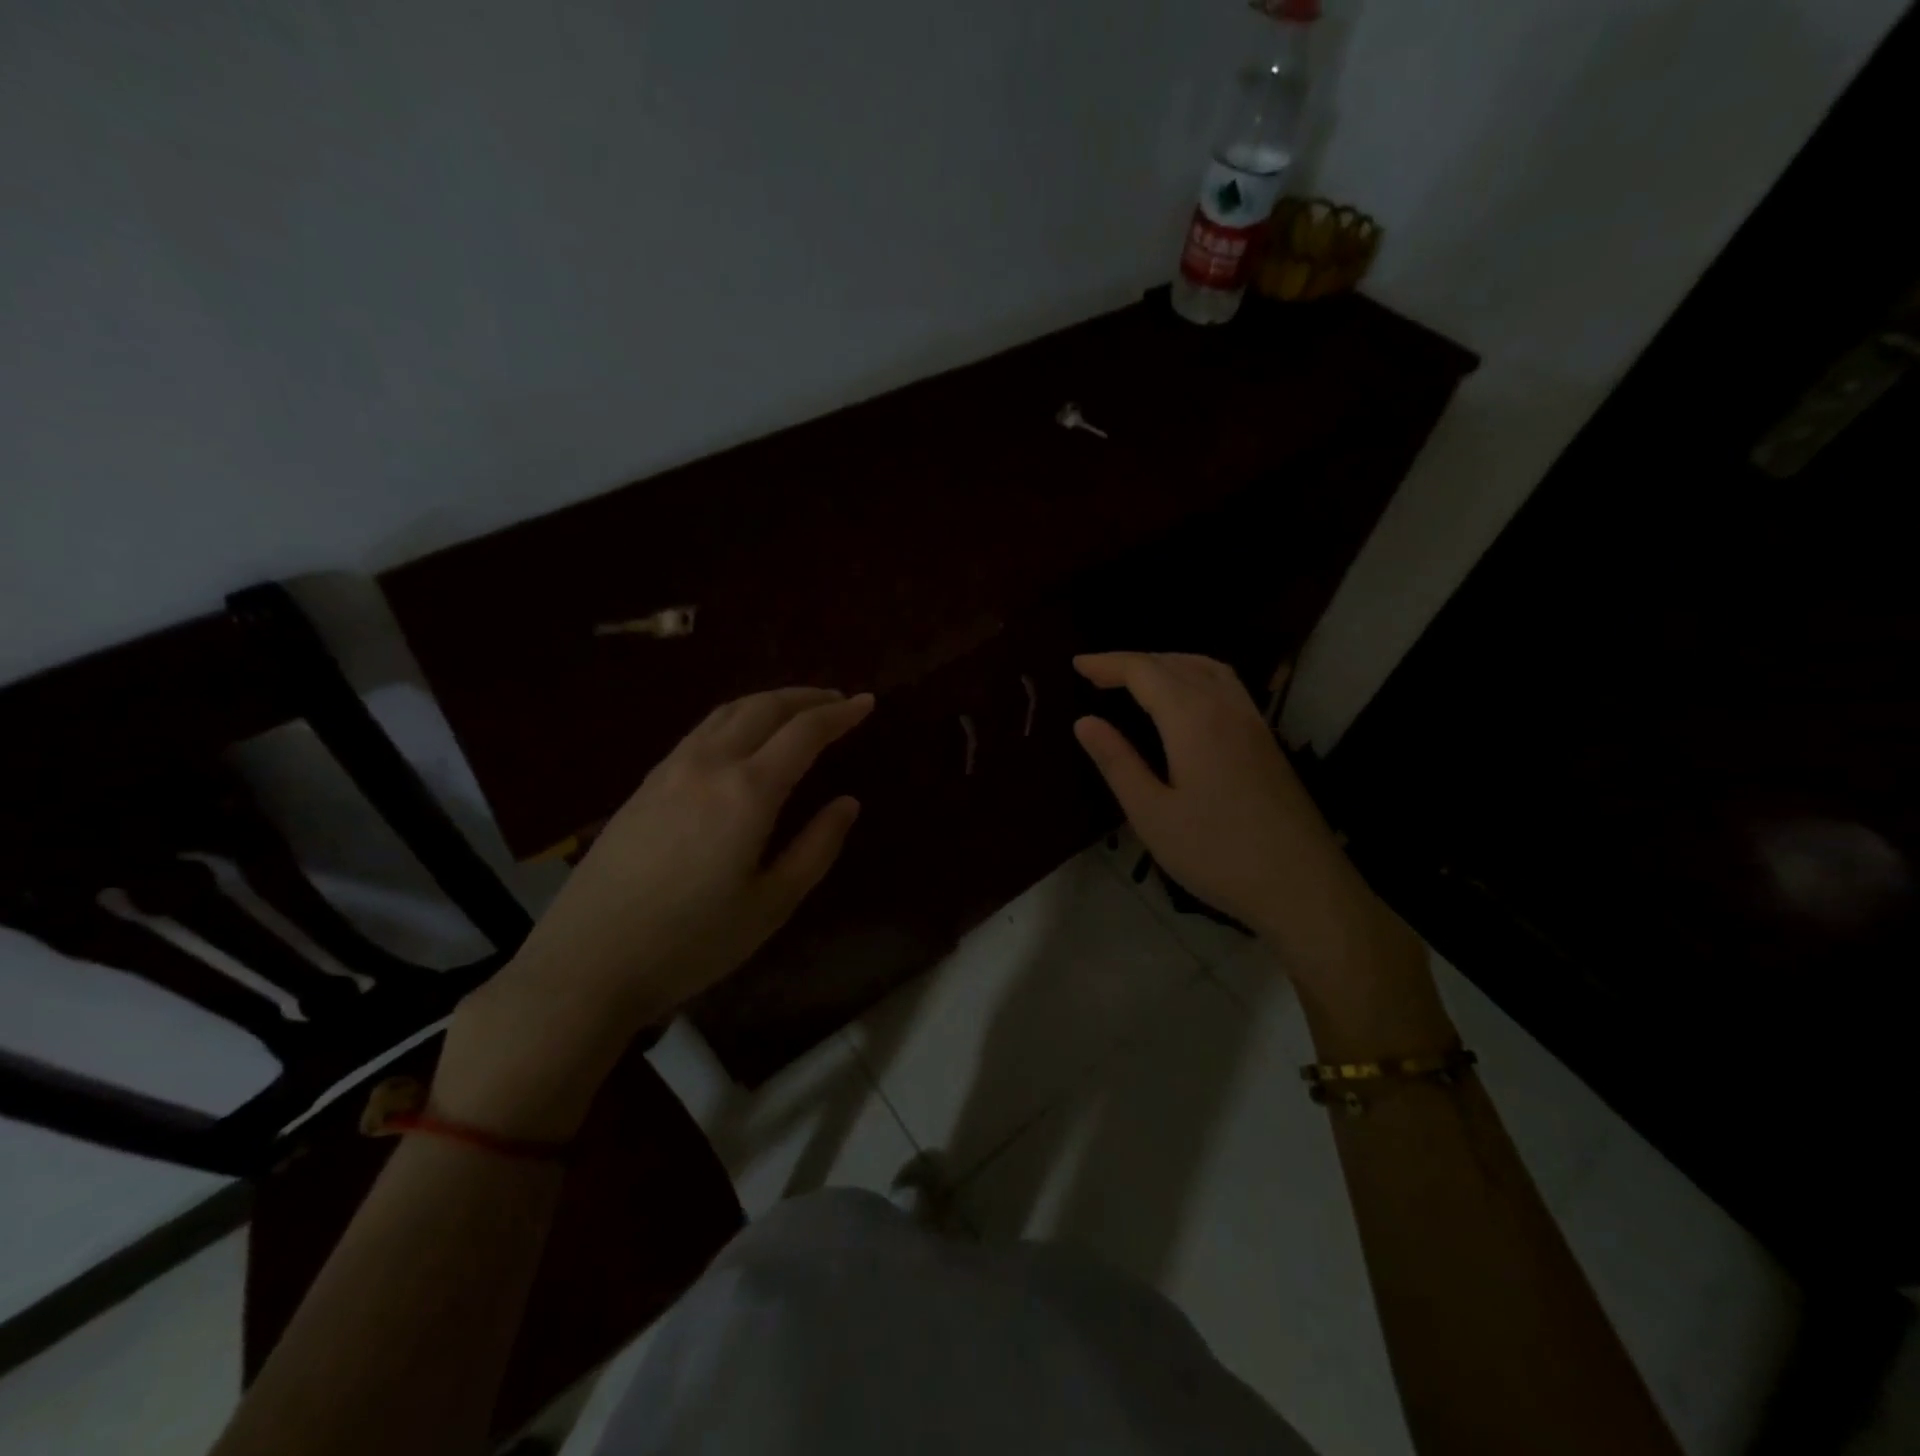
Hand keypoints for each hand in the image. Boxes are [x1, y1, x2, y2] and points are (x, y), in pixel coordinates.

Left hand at [435, 687, 872, 1139]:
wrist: (588, 963)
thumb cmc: (692, 942)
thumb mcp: (771, 904)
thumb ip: (816, 847)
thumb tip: (847, 802)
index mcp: (747, 791)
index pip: (804, 732)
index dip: (840, 713)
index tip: (867, 703)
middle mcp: (708, 764)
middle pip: (763, 707)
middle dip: (805, 697)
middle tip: (837, 700)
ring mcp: (669, 770)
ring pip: (727, 713)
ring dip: (768, 701)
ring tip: (796, 710)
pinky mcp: (644, 784)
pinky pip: (701, 731)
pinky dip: (736, 718)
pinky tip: (742, 738)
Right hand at [1072, 653, 1447, 1051]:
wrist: (1302, 885)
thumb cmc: (1217, 853)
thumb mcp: (1152, 814)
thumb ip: (1117, 762)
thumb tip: (1084, 722)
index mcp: (1193, 720)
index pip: (1144, 671)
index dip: (1108, 663)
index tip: (1076, 665)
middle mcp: (1226, 707)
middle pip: (1175, 663)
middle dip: (1133, 661)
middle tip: (1096, 674)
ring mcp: (1253, 721)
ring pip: (1207, 668)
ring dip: (1167, 662)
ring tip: (1137, 678)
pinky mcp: (1266, 739)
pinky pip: (1226, 685)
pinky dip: (1195, 675)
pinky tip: (1185, 700)